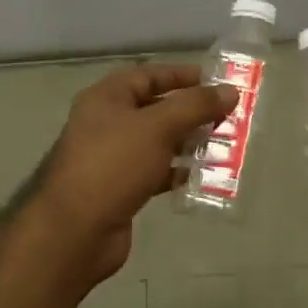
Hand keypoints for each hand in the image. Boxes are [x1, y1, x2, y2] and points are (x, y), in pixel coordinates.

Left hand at [36, 64, 235, 281]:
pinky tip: (203, 176)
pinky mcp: (121, 188)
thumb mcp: (158, 127)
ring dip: (188, 142)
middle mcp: (107, 123)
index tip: (216, 82)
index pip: (149, 75)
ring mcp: (113, 158)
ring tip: (223, 145)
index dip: (182, 75)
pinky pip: (156, 171)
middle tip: (228, 116)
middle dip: (191, 111)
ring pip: (158, 142)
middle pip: (155, 108)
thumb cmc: (114, 165)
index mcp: (107, 98)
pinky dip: (178, 171)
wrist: (76, 231)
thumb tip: (231, 91)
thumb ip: (195, 106)